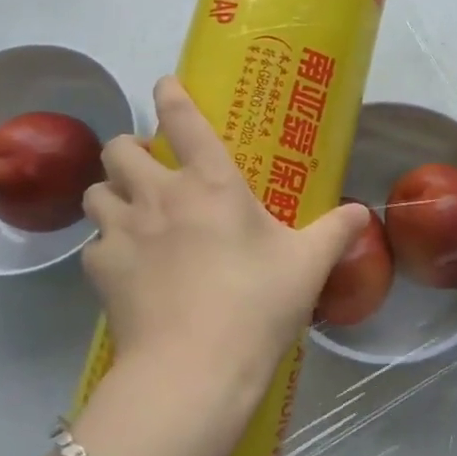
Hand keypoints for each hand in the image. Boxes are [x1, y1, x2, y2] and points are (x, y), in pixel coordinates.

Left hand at [82, 77, 370, 403]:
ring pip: (95, 189)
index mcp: (211, 182)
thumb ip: (334, 232)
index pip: (183, 119)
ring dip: (110, 192)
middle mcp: (159, 194)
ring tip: (129, 211)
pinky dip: (106, 246)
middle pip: (119, 148)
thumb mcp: (306, 266)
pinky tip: (125, 265)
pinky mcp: (100, 268)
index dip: (170, 94)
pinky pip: (93, 243)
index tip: (165, 84)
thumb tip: (362, 213)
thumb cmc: (257, 306)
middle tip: (149, 168)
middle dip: (128, 149)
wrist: (194, 371)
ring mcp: (123, 229)